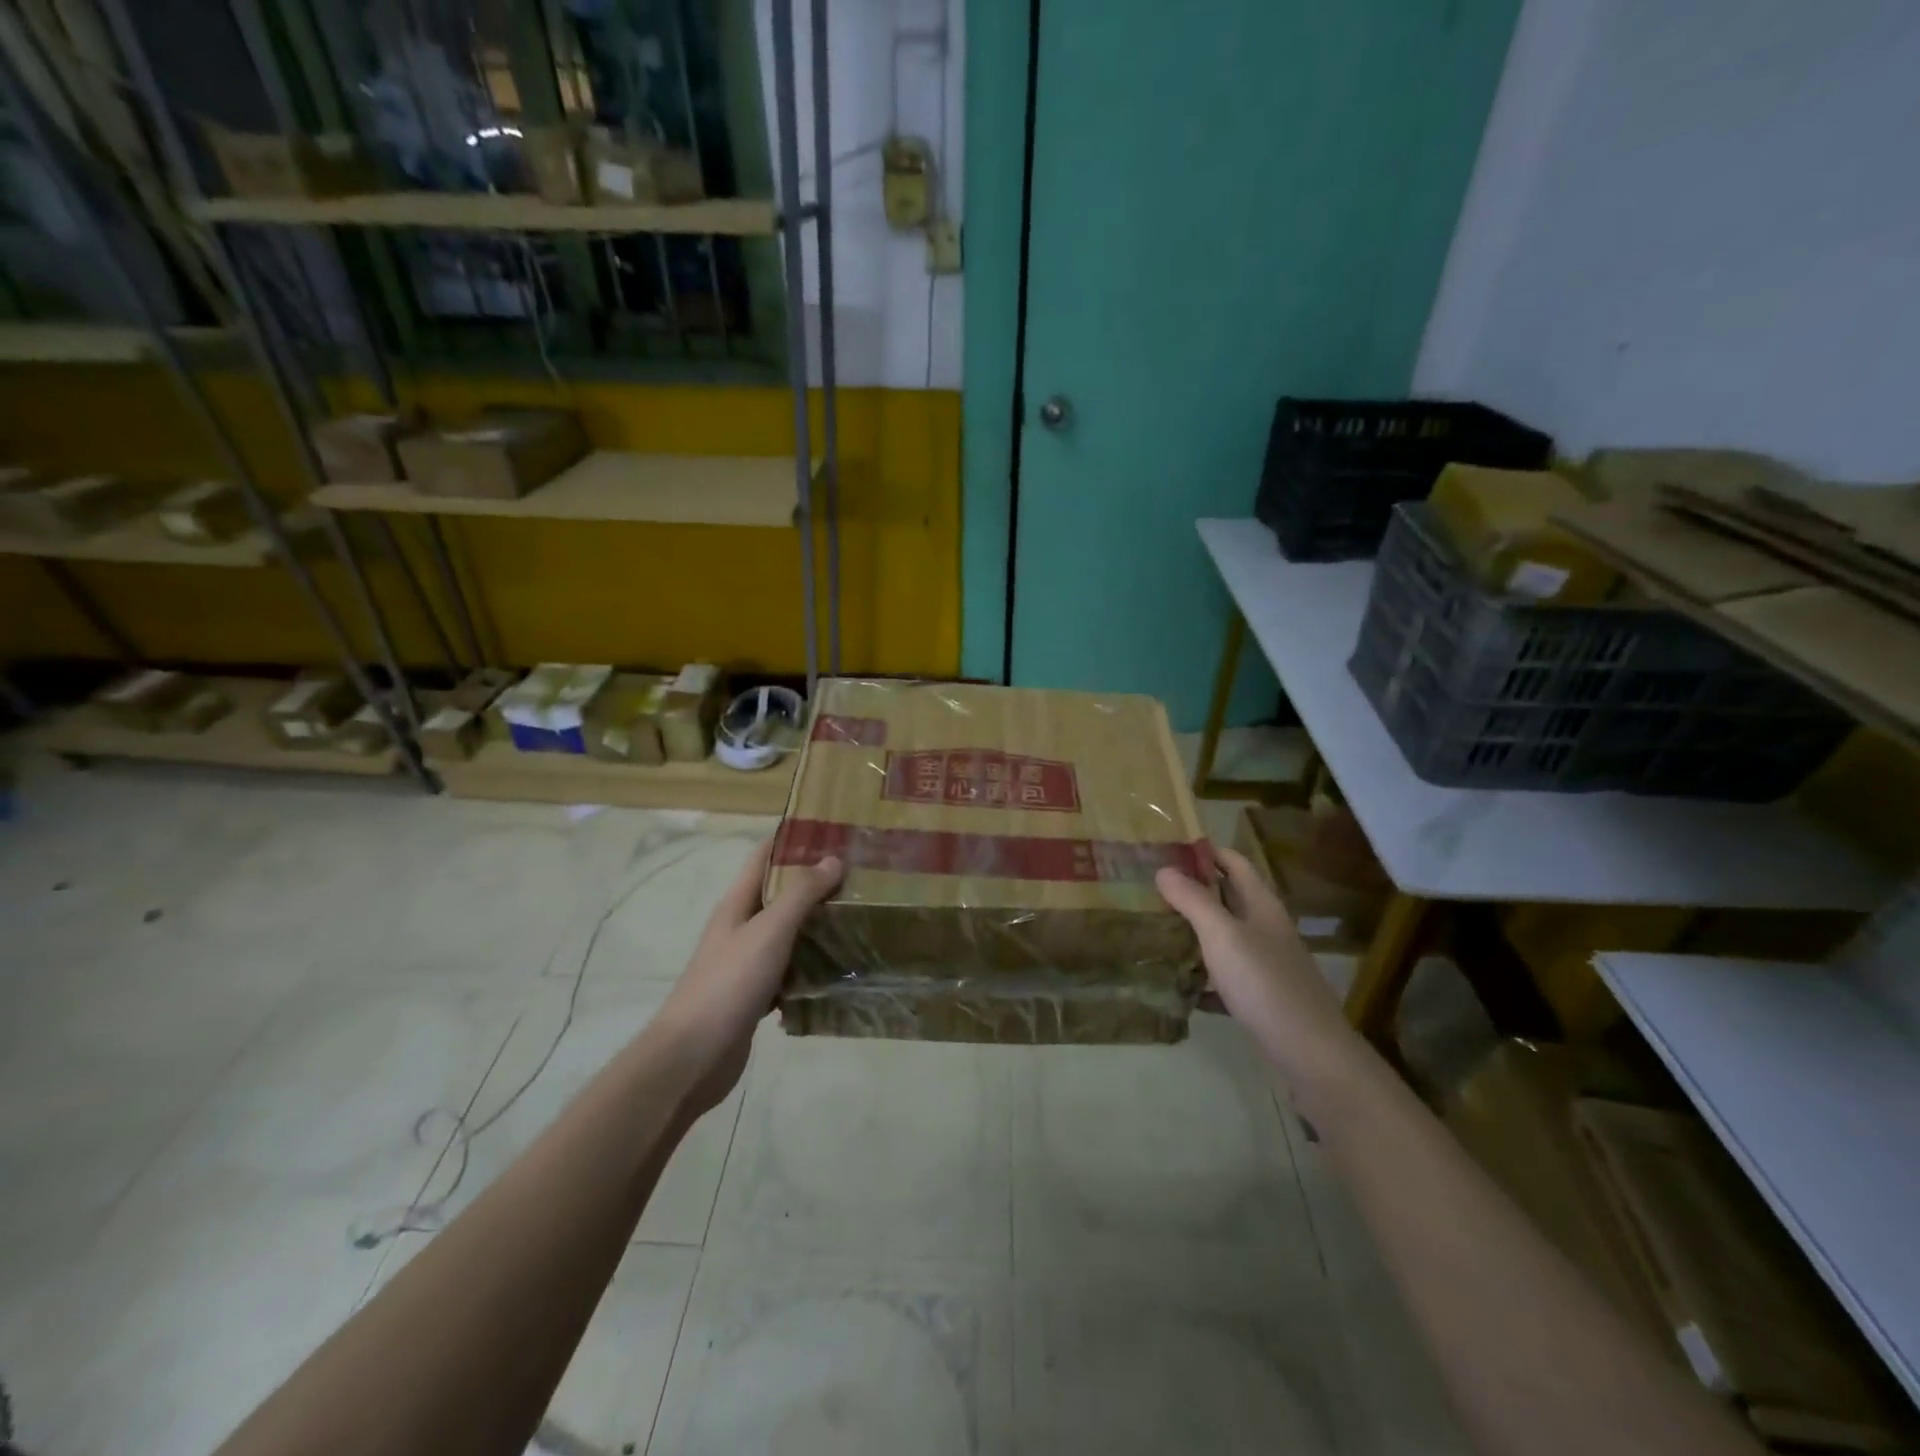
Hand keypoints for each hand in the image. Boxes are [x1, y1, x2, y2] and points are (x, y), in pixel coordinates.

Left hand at [655, 840, 843, 1115]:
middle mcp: (739, 927)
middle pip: (778, 894)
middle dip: (814, 883)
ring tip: (857, 916)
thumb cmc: (729, 983)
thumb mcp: (769, 931)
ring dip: (816, 925)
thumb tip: (832, 859)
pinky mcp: (754, 995)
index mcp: (736, 904)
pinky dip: (810, 965)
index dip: (794, 841)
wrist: (692, 1057)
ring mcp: (745, 963)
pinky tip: (838, 968)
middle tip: (859, 876)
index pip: (764, 857)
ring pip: (786, 933)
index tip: (834, 832)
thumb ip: (800, 895)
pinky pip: (788, 970)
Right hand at [1156, 847, 1359, 1088]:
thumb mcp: (1224, 937)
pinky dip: (1201, 973)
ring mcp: (1265, 964)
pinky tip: (1177, 983)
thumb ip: (1194, 901)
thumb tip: (1164, 869)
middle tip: (1149, 888)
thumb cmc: (1266, 985)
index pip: (1233, 863)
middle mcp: (1266, 928)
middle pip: (1228, 897)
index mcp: (1261, 905)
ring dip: (1194, 929)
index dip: (1204, 852)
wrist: (1312, 1055)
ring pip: (1224, 936)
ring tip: (1154, 928)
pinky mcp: (1260, 997)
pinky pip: (1224, 974)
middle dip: (1193, 889)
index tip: (1165, 849)